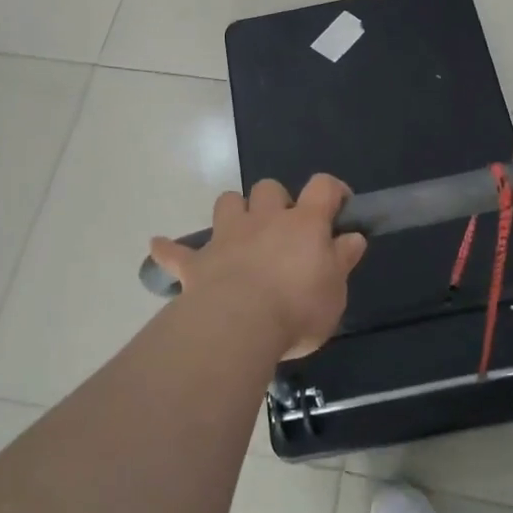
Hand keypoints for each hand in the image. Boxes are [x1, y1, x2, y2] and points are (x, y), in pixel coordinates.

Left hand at [149, 175, 367, 359]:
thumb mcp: (335, 291)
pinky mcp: (197, 263)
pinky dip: (169, 249)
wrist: (239, 325)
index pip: (322, 187)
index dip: (332, 190)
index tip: (339, 205)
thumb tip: (352, 237)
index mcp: (303, 224)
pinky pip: (175, 251)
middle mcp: (264, 220)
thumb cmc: (297, 308)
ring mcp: (227, 237)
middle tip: (283, 229)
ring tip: (240, 232)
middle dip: (275, 200)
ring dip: (234, 211)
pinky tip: (159, 246)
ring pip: (227, 202)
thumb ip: (342, 260)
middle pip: (268, 188)